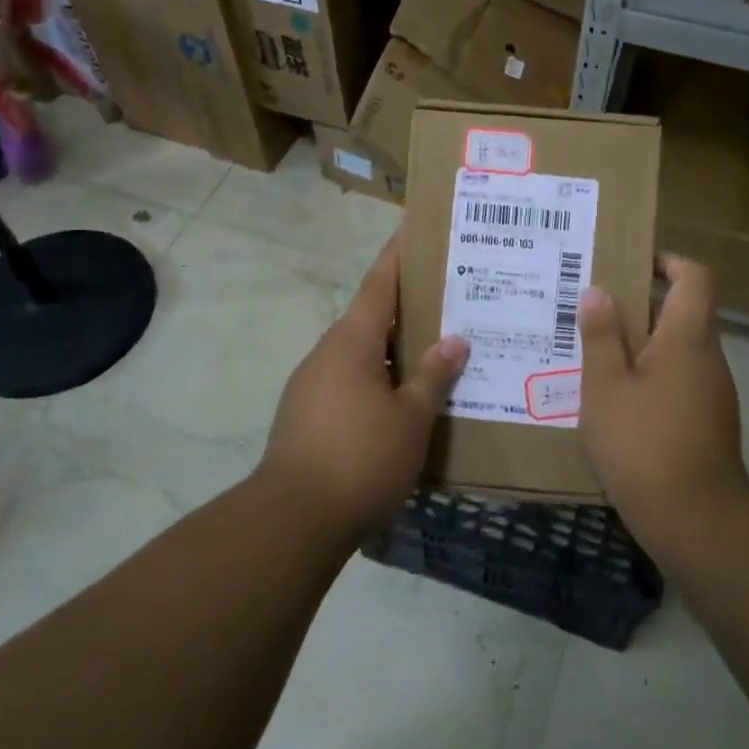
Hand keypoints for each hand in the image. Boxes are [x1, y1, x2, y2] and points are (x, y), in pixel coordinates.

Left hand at [258, 233, 468, 533]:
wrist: (293, 519)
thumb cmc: (360, 458)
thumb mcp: (410, 418)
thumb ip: (433, 376)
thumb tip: (455, 340)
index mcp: (351, 341)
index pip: (378, 283)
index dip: (398, 255)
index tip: (416, 228)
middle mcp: (327, 354)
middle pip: (371, 316)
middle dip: (407, 305)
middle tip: (449, 296)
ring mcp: (313, 385)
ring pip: (362, 353)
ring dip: (394, 347)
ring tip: (437, 347)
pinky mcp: (308, 415)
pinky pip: (351, 381)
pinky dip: (380, 377)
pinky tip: (405, 396)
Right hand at [577, 253, 748, 543]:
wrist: (695, 519)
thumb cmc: (644, 442)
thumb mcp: (606, 386)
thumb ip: (601, 336)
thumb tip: (598, 291)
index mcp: (688, 337)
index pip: (695, 277)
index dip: (668, 261)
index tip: (632, 264)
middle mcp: (708, 358)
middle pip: (684, 311)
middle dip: (642, 303)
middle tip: (595, 307)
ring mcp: (711, 392)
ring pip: (678, 349)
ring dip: (643, 342)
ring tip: (595, 350)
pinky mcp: (706, 422)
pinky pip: (678, 380)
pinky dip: (650, 375)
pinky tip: (614, 396)